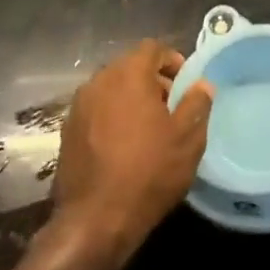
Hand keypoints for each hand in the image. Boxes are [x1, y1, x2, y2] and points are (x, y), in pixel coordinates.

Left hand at [51, 40, 214, 259]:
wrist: (94, 221)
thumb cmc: (148, 172)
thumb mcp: (187, 138)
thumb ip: (197, 103)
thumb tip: (202, 84)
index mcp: (128, 74)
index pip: (152, 48)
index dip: (172, 60)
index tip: (185, 84)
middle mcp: (99, 81)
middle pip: (130, 66)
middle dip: (152, 80)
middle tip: (171, 107)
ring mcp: (79, 106)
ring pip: (111, 88)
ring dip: (131, 98)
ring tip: (148, 128)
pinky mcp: (67, 131)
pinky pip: (96, 110)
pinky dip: (112, 116)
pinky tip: (124, 145)